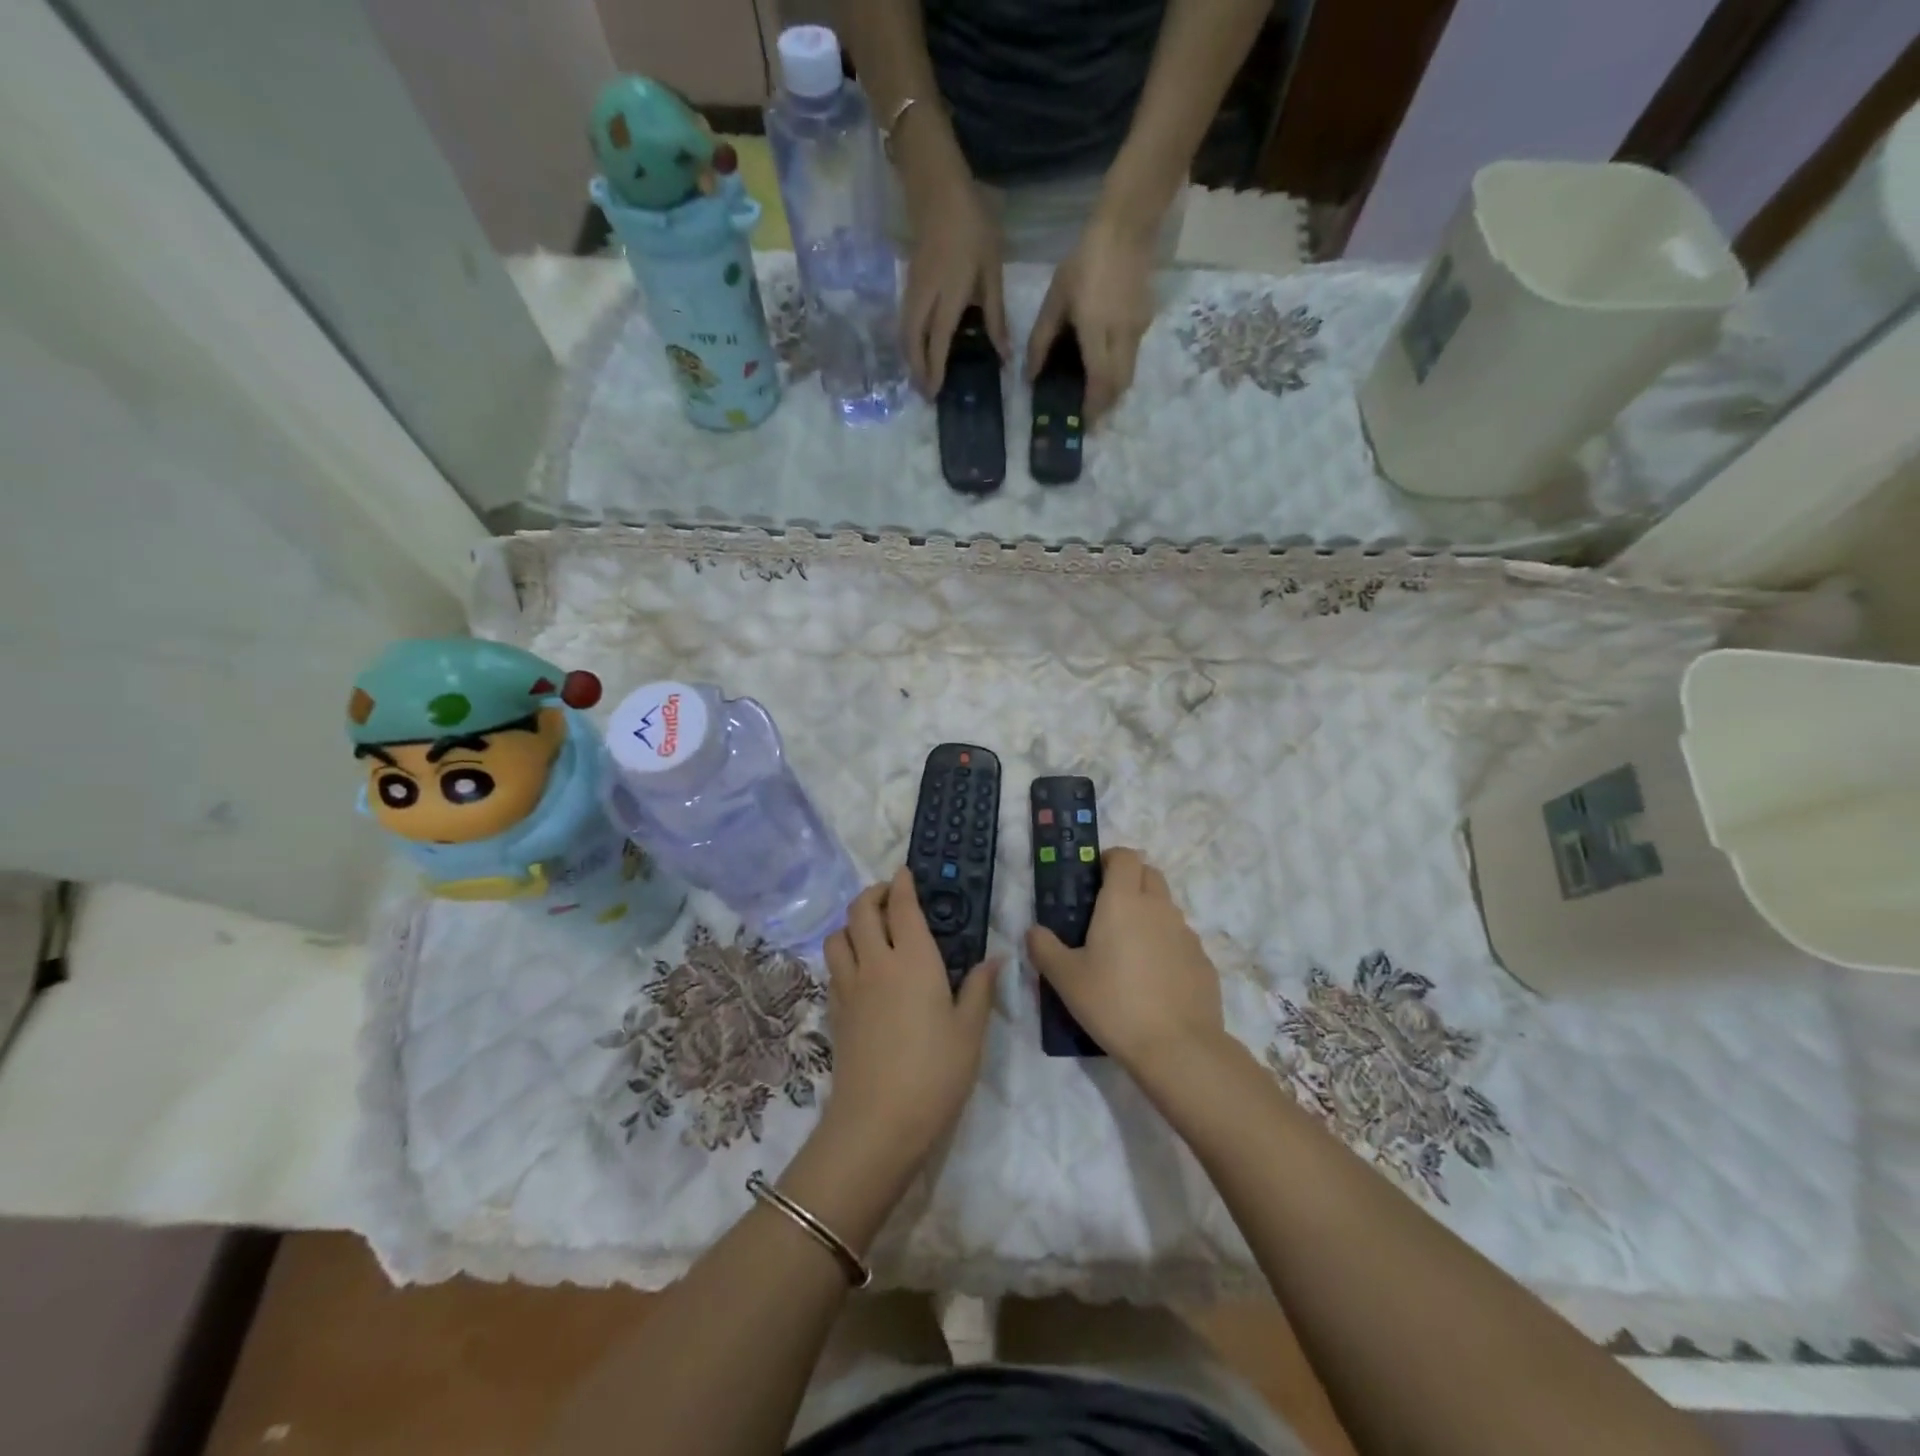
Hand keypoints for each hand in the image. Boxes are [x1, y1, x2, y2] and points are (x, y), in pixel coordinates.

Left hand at [822, 869, 1001, 1168]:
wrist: (877, 1123)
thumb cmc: (935, 1073)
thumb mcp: (970, 1031)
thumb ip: (979, 989)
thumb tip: (994, 958)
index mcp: (913, 960)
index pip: (902, 907)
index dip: (902, 884)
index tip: (905, 872)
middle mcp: (875, 963)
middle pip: (860, 911)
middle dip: (873, 894)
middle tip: (891, 896)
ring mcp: (849, 987)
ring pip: (838, 936)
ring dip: (852, 923)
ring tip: (872, 931)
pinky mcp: (834, 1012)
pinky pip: (833, 967)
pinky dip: (844, 953)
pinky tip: (861, 970)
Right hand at [902, 179, 1008, 394]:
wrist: (938, 187)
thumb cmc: (972, 225)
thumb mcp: (992, 270)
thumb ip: (995, 314)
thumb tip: (1004, 354)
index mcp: (949, 294)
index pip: (938, 341)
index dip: (934, 369)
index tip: (934, 393)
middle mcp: (925, 297)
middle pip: (912, 342)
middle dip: (916, 370)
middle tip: (925, 393)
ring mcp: (913, 289)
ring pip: (905, 332)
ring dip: (910, 357)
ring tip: (920, 377)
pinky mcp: (909, 283)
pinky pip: (905, 320)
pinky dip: (909, 341)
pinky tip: (919, 348)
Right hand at [1024, 847, 1224, 1075]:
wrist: (1178, 1047)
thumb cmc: (1114, 1003)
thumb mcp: (1066, 979)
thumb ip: (1044, 948)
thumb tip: (1033, 931)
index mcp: (1124, 901)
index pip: (1125, 856)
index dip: (1110, 859)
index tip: (1094, 877)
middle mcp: (1158, 908)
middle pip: (1150, 874)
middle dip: (1131, 880)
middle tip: (1108, 911)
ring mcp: (1186, 934)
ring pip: (1167, 908)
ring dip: (1149, 914)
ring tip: (1128, 950)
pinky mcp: (1204, 961)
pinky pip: (1181, 940)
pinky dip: (1167, 946)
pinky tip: (1154, 979)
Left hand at [1026, 213, 1157, 421]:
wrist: (1128, 226)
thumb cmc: (1085, 261)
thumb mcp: (1055, 299)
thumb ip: (1042, 340)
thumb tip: (1032, 376)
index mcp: (1097, 331)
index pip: (1100, 382)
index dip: (1093, 407)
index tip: (1084, 424)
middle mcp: (1122, 336)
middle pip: (1120, 386)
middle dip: (1106, 406)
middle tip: (1090, 417)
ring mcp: (1138, 329)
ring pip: (1129, 374)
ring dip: (1113, 390)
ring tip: (1095, 398)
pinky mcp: (1146, 321)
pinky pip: (1133, 356)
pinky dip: (1119, 370)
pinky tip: (1104, 365)